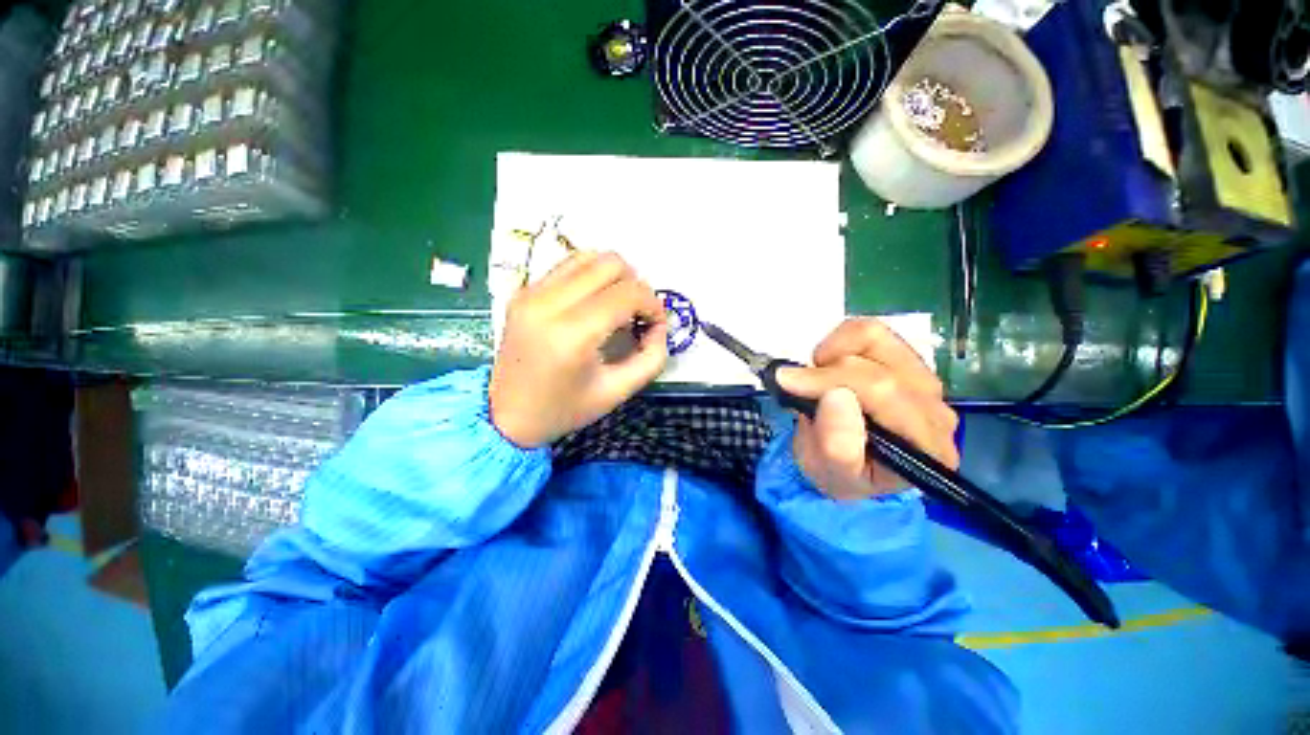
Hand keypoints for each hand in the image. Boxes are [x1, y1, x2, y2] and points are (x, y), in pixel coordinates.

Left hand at [489, 251, 668, 447]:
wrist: (506, 416)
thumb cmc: (564, 409)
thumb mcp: (618, 392)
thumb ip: (651, 358)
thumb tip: (659, 326)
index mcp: (572, 334)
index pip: (628, 293)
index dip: (653, 305)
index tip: (655, 325)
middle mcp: (548, 303)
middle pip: (611, 264)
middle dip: (636, 286)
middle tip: (637, 316)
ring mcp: (531, 293)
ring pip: (589, 257)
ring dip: (614, 277)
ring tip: (616, 308)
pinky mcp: (523, 291)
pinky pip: (568, 266)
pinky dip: (591, 277)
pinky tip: (593, 304)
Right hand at [775, 319, 959, 499]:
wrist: (849, 464)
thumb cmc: (840, 474)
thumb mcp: (831, 473)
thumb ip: (837, 445)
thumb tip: (836, 394)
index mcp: (926, 446)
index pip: (884, 394)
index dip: (831, 380)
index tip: (788, 382)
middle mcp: (935, 408)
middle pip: (879, 367)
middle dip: (825, 373)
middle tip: (794, 385)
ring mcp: (923, 379)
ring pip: (877, 338)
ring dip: (834, 353)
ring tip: (818, 380)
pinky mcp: (906, 359)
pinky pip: (870, 332)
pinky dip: (839, 342)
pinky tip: (830, 366)